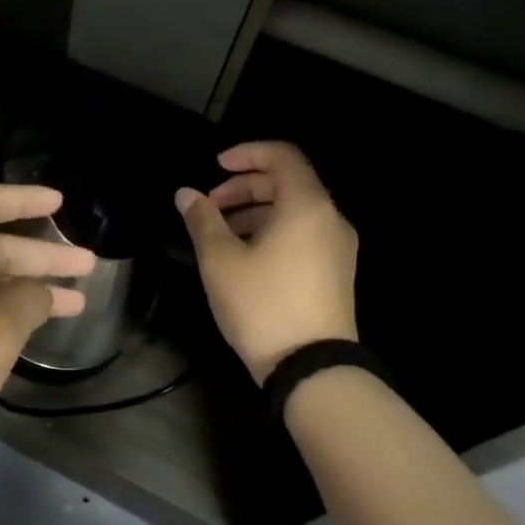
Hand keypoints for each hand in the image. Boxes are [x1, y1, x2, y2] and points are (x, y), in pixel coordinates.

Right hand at [176, 141, 358, 383]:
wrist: (313, 370)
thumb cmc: (263, 305)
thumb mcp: (220, 260)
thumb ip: (203, 219)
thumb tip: (186, 194)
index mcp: (307, 206)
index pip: (282, 156)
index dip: (246, 153)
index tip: (216, 167)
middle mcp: (330, 219)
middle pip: (288, 182)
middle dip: (245, 186)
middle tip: (210, 205)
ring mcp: (338, 248)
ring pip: (295, 210)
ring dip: (256, 210)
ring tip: (221, 232)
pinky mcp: (336, 273)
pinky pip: (303, 234)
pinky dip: (273, 230)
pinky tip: (245, 255)